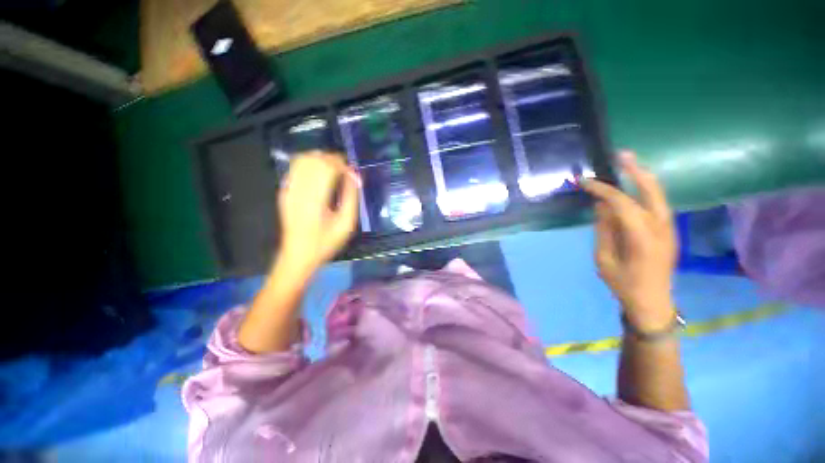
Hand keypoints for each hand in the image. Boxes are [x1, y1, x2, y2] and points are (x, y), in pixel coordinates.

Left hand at [277, 152, 359, 271]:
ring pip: (302, 160)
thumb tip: (355, 177)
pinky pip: (294, 167)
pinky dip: (308, 164)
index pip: (328, 167)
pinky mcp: (284, 191)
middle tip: (345, 170)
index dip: (343, 165)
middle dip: (333, 159)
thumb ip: (351, 198)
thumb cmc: (326, 242)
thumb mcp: (346, 224)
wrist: (298, 255)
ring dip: (320, 159)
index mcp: (315, 199)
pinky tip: (319, 173)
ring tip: (333, 169)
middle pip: (315, 160)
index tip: (353, 174)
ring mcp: (288, 189)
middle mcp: (299, 190)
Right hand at [582, 151, 677, 331]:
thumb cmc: (623, 284)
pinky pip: (658, 203)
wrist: (653, 302)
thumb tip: (601, 206)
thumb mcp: (604, 259)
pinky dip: (646, 189)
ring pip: (659, 194)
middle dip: (635, 170)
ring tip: (628, 162)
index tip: (584, 182)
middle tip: (620, 155)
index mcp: (642, 237)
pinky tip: (635, 185)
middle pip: (652, 191)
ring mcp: (670, 228)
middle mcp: (661, 227)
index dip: (603, 190)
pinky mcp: (669, 230)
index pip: (622, 203)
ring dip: (643, 176)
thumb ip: (604, 230)